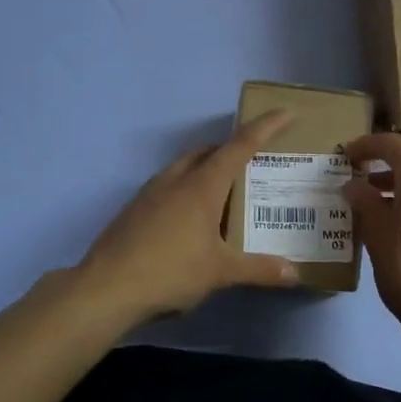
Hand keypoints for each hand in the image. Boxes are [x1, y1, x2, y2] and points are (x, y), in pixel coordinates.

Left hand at [77, 110, 300, 320]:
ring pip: (185, 166)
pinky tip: (191, 218)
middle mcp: (176, 179)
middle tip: (254, 163)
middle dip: (232, 149)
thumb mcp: (220, 272)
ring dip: (206, 168)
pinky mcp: (134, 209)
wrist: (106, 289)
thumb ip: (259, 270)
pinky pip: (168, 185)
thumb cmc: (170, 271)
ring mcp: (150, 192)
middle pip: (208, 151)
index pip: (240, 145)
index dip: (266, 127)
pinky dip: (187, 188)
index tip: (286, 112)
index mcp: (202, 185)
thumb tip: (294, 274)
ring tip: (224, 192)